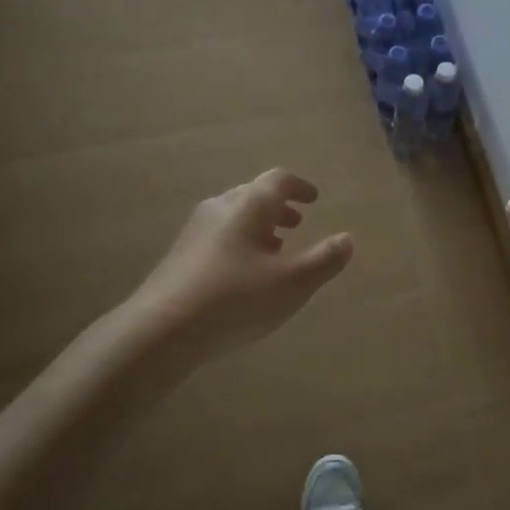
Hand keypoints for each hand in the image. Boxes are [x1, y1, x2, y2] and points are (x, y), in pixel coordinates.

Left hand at [132, 169, 353, 363]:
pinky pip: (218, 236)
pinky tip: (244, 273)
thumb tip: (347, 239)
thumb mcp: (293, 283)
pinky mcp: (180, 255)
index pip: (278, 180)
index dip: (300, 187)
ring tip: (276, 248)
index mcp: (249, 206)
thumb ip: (325, 260)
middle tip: (297, 223)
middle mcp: (220, 208)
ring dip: (259, 226)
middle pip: (253, 195)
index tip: (314, 199)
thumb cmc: (236, 299)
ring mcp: (195, 231)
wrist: (162, 329)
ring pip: (233, 216)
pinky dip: (240, 242)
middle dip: (279, 207)